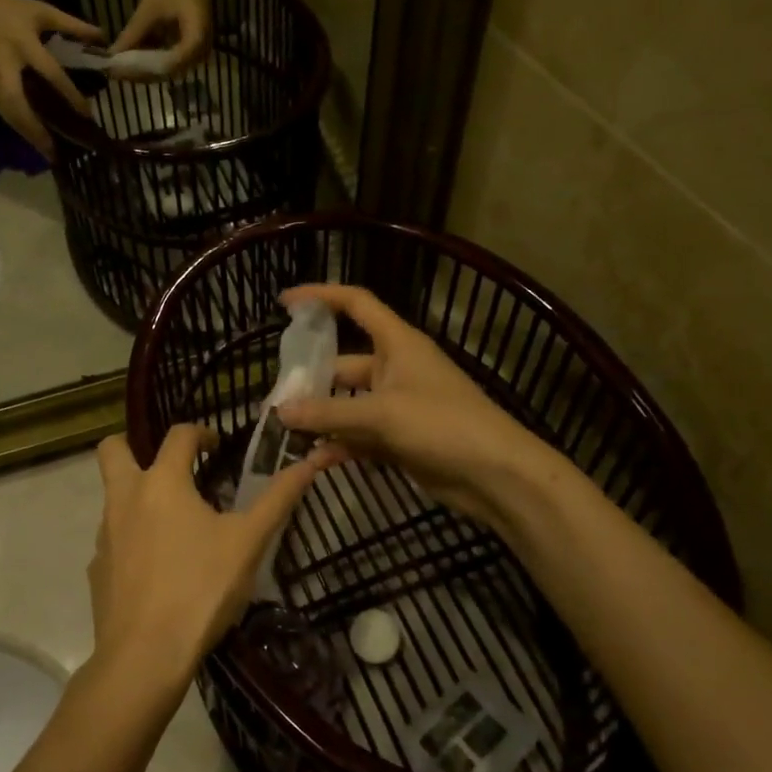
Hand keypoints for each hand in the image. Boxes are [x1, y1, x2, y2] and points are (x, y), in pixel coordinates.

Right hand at [0, 0, 104, 156]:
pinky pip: (3, 113)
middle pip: (20, 106)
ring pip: (9, 115)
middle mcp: (6, 67)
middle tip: (57, 152)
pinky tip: (33, 140)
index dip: (70, 95)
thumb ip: (73, 25)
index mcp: (23, 44)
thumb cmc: (7, 9)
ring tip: (48, 154)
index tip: (87, 114)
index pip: (51, 74)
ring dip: (28, 135)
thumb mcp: (41, 11)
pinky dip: (18, 128)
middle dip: (38, 130)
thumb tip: (103, 38)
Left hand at [87, 426, 334, 696]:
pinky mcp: (97, 568)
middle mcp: (125, 498)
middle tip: (168, 468)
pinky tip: (158, 568)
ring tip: (175, 525)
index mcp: (162, 483)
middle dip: (133, 445)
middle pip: (112, 449)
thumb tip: (311, 460)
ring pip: (113, 496)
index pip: (178, 435)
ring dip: (138, 496)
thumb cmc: (201, 589)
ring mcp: (105, 534)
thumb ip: (278, 497)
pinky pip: (113, 539)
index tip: (217, 448)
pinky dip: (132, 539)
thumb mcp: (249, 542)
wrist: (145, 655)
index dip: (201, 433)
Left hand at [109, 0, 210, 73]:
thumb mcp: (148, 10)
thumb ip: (132, 34)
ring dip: (144, 69)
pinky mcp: (191, 55)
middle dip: (141, 72)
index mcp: (196, 36)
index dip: (145, 69)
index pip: (170, 63)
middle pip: (168, 71)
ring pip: (167, 71)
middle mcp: (201, 52)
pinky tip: (133, 60)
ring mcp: (197, 55)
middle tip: (117, 71)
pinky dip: (150, 63)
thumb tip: (112, 55)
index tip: (123, 70)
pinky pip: (169, 65)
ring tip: (122, 65)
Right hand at [274, 284, 558, 527]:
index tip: (285, 303)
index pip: (356, 304)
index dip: (321, 297)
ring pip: (348, 404)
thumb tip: (281, 412)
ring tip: (285, 432)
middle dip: (311, 379)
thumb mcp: (382, 414)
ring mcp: (397, 406)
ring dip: (321, 418)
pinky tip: (314, 460)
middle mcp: (395, 369)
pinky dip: (339, 445)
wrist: (495, 474)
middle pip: (343, 364)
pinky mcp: (400, 439)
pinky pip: (359, 436)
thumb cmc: (443, 425)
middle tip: (276, 398)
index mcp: (397, 344)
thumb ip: (329, 413)